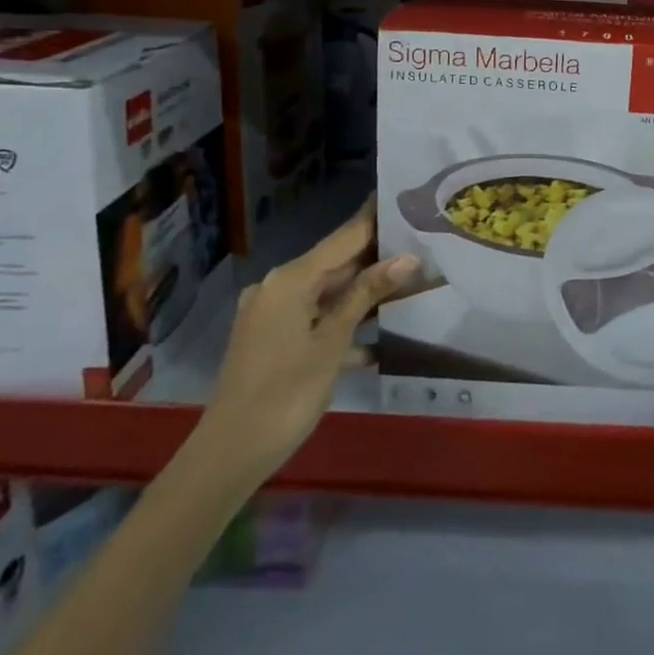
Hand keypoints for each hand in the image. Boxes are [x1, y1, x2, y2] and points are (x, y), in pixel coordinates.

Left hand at [198, 196, 419, 485]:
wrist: (230, 453)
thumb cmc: (287, 392)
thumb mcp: (333, 341)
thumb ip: (367, 294)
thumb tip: (408, 257)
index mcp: (291, 279)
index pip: (345, 237)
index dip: (376, 220)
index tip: (407, 200)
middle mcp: (278, 286)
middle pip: (336, 263)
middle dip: (377, 258)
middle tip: (423, 246)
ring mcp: (273, 313)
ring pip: (328, 292)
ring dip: (364, 293)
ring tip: (412, 285)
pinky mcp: (272, 338)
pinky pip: (315, 317)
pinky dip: (343, 322)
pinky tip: (378, 338)